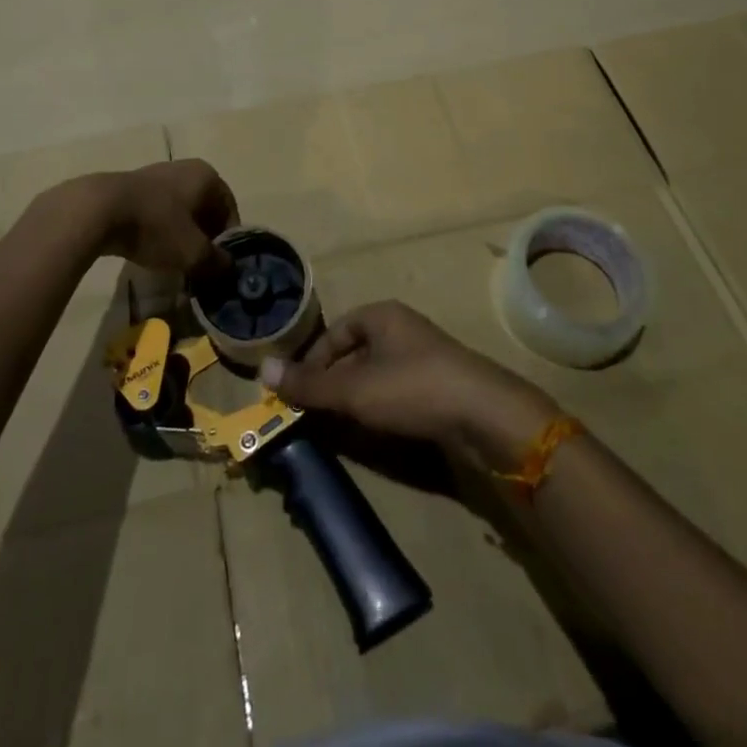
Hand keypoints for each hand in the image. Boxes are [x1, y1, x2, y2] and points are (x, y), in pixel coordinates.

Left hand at [92, 160, 238, 276]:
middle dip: (205, 238)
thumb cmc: (155, 226)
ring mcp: (157, 175)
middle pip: (205, 209)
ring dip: (182, 235)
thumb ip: (216, 261)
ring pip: (180, 211)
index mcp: (207, 176)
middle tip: (200, 265)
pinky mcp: (133, 188)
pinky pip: (157, 212)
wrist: (98, 211)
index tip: (220, 264)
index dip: (228, 240)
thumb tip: (228, 268)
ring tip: (175, 261)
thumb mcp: (192, 251)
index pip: (229, 209)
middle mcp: (186, 169)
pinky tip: (151, 250)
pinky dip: (160, 231)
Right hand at [261, 301, 557, 471]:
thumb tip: (261, 369)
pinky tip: (376, 431)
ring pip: (375, 375)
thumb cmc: (412, 388)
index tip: (297, 393)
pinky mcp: (440, 386)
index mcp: (381, 315)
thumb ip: (309, 384)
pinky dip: (380, 408)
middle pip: (354, 353)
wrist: (485, 415)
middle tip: (313, 414)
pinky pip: (397, 392)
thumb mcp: (353, 388)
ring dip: (355, 399)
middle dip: (332, 383)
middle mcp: (402, 329)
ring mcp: (423, 357)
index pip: (334, 333)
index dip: (312, 362)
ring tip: (339, 426)